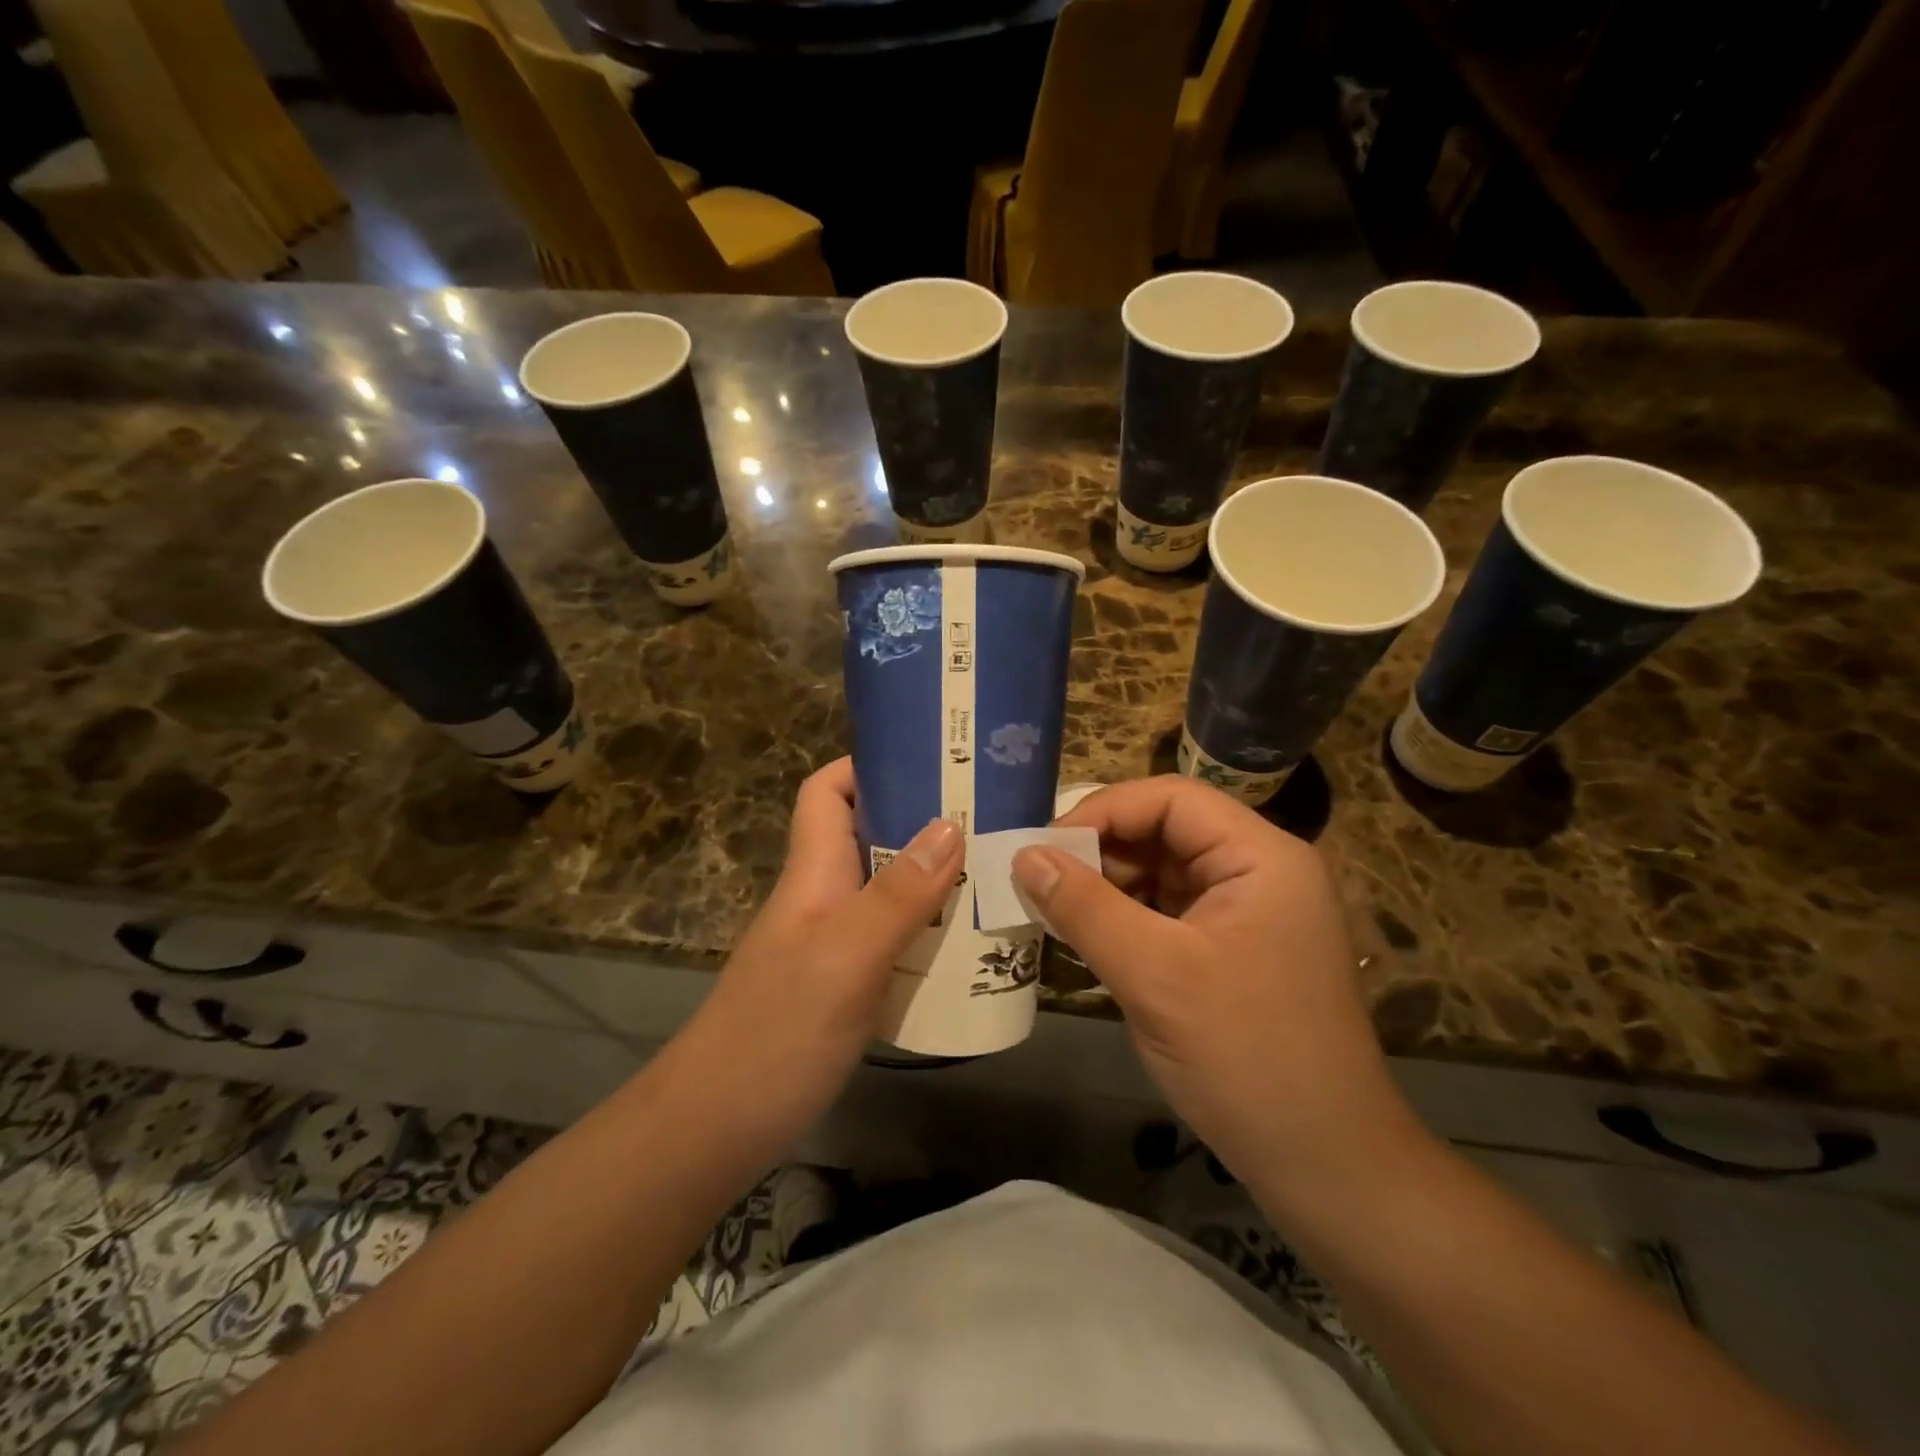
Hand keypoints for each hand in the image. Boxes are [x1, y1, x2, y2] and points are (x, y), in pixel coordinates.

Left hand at [675, 758, 962, 1148]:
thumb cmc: (777, 1033)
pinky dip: (930, 933)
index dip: (870, 766)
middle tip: (993, 823)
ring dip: (937, 882)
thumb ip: (898, 895)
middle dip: (926, 823)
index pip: (829, 792)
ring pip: (890, 891)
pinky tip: (970, 948)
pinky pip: (895, 940)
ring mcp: (833, 944)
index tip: (933, 763)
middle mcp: (824, 898)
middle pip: (872, 838)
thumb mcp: (845, 957)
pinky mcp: (846, 986)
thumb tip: (950, 824)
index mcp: (815, 873)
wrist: (714, 1129)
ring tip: (997, 878)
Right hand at [1012, 776, 1418, 1192]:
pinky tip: (1084, 939)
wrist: (1326, 1167)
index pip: (1172, 799)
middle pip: (1166, 832)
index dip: (1104, 811)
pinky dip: (1123, 920)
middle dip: (1100, 852)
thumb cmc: (1247, 1057)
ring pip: (1161, 874)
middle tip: (1039, 881)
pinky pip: (1167, 915)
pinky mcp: (1230, 953)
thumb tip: (1024, 855)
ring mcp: (1247, 915)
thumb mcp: (1155, 975)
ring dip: (1106, 887)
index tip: (1045, 846)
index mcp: (1260, 857)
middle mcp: (1258, 873)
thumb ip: (1085, 907)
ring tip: (1052, 910)